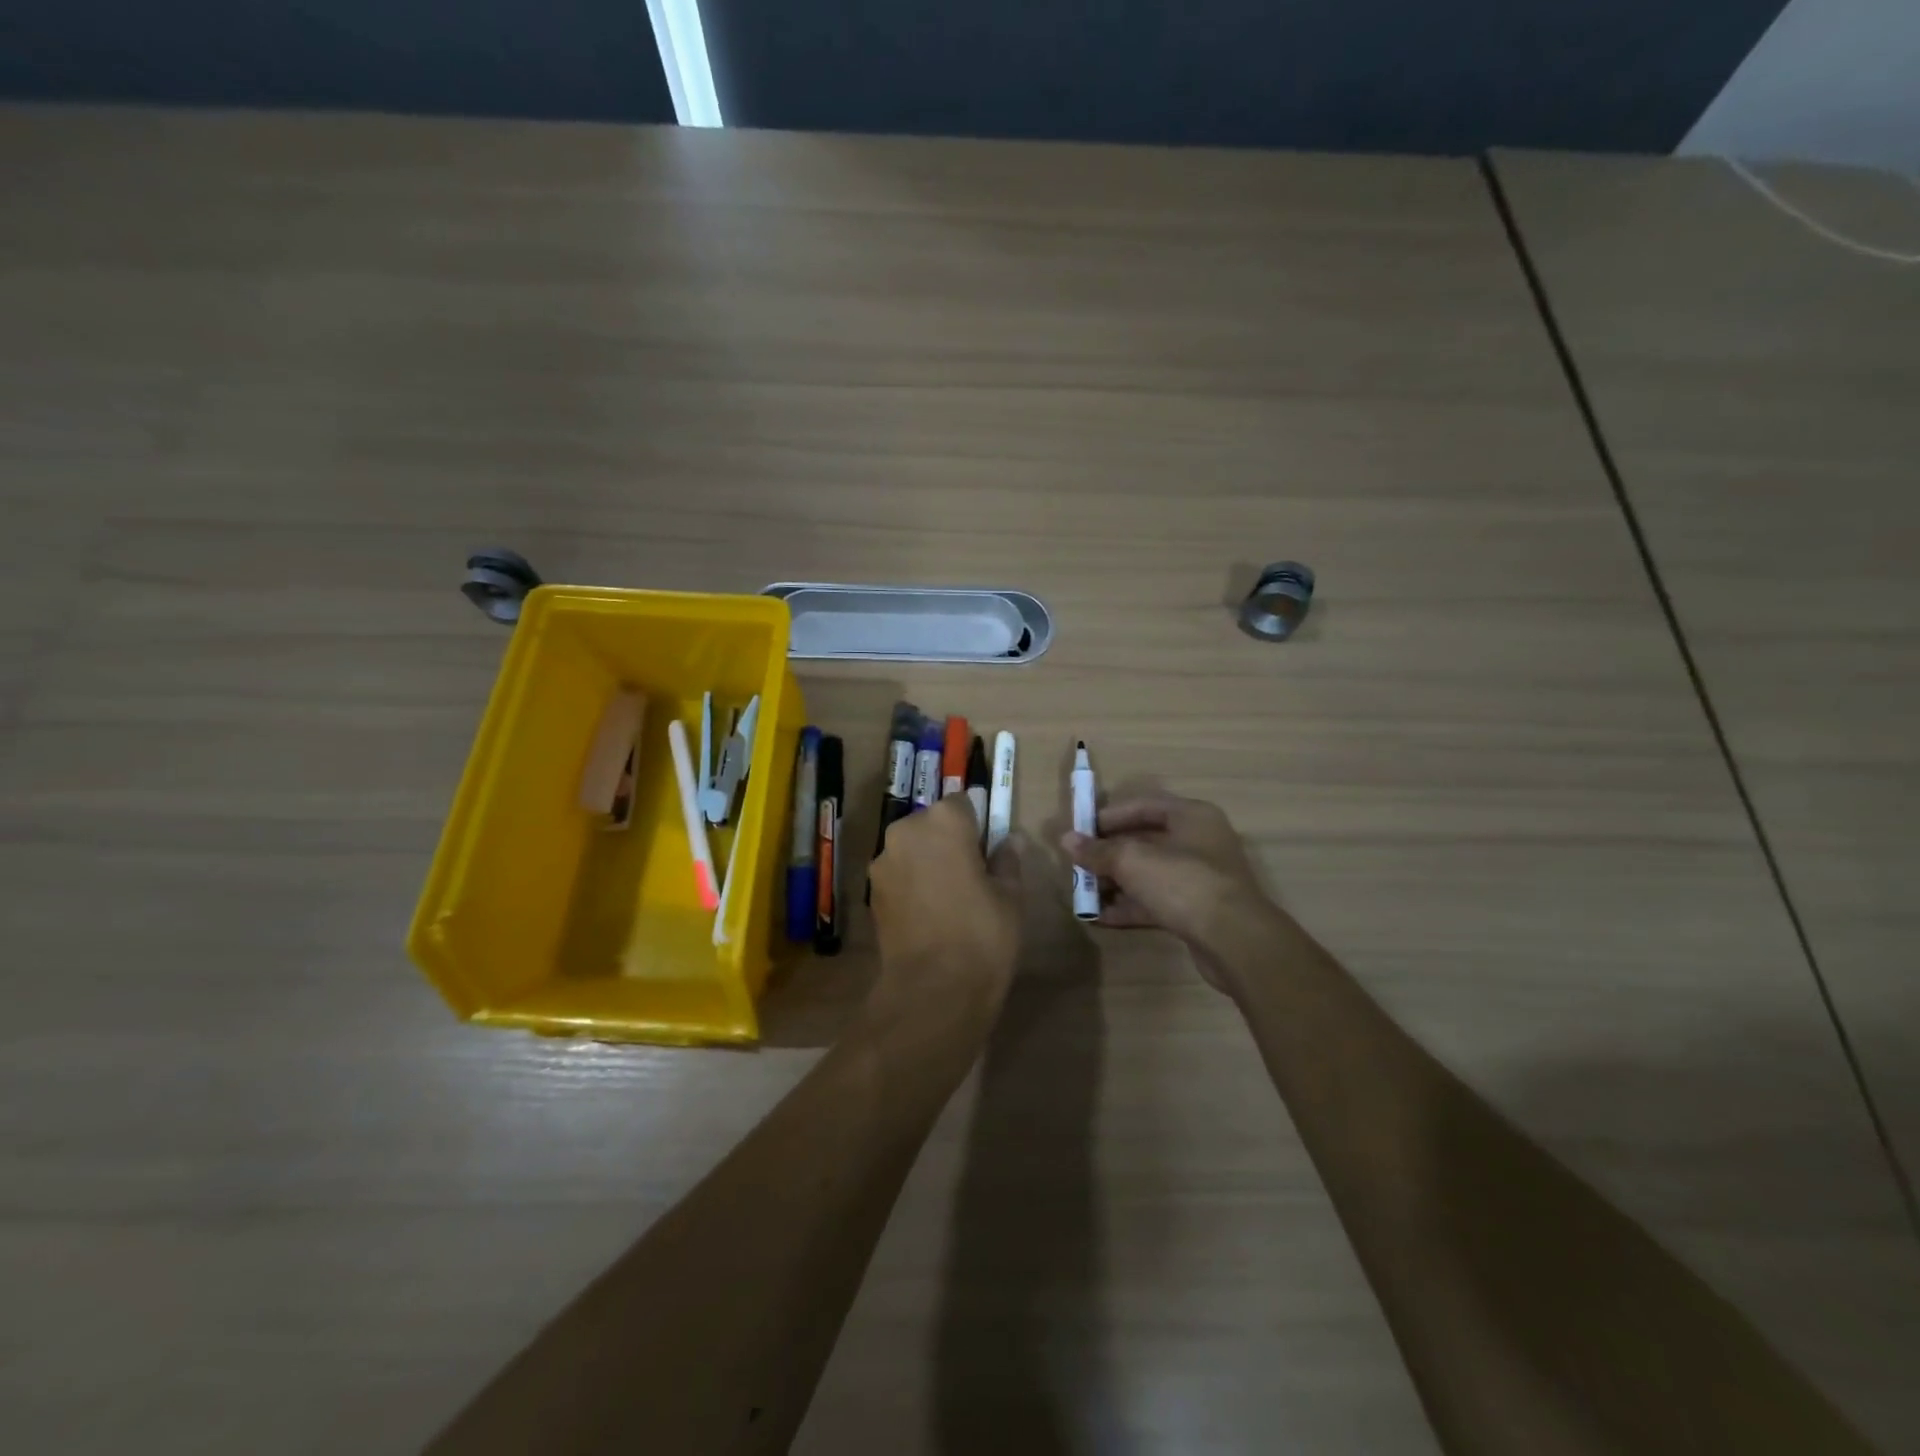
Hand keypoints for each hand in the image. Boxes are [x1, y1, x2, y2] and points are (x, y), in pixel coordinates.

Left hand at [868, 796, 1020, 1021]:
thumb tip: (1009, 842)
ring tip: (949, 899)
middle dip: (949, 841)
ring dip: (927, 862)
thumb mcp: (1010, 896)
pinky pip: (898, 874)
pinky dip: (912, 884)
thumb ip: (1007, 860)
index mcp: (943, 821)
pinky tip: (928, 915)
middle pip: (932, 823)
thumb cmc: (982, 935)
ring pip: (912, 849)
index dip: (978, 826)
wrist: (932, 990)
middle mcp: (906, 831)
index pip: (964, 803)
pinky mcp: (871, 892)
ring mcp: (883, 862)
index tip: (988, 851)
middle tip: (972, 875)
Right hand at [1060, 795, 1272, 986]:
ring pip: (1149, 874)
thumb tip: (1066, 839)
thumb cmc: (1183, 882)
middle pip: (1145, 841)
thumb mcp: (1132, 860)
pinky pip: (1156, 901)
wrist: (1234, 940)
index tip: (1081, 831)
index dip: (1109, 816)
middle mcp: (1199, 842)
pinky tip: (1100, 917)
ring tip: (1084, 893)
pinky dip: (1129, 906)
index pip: (1143, 805)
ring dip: (1116, 883)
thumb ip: (1098, 851)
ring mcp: (1200, 878)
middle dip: (1109, 854)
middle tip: (1078, 865)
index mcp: (1191, 816)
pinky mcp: (1197, 911)